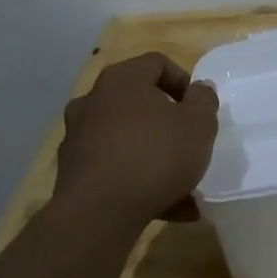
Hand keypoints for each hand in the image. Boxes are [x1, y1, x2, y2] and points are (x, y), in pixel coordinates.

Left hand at [53, 52, 218, 234]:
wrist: (98, 214)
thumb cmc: (155, 155)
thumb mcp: (199, 124)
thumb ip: (204, 100)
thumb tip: (198, 89)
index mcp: (122, 80)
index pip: (157, 63)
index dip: (183, 81)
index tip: (198, 108)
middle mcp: (93, 101)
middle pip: (139, 102)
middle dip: (167, 122)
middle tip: (188, 141)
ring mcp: (78, 137)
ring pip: (128, 139)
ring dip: (154, 155)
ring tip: (183, 184)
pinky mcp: (72, 172)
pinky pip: (115, 168)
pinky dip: (137, 180)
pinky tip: (166, 206)